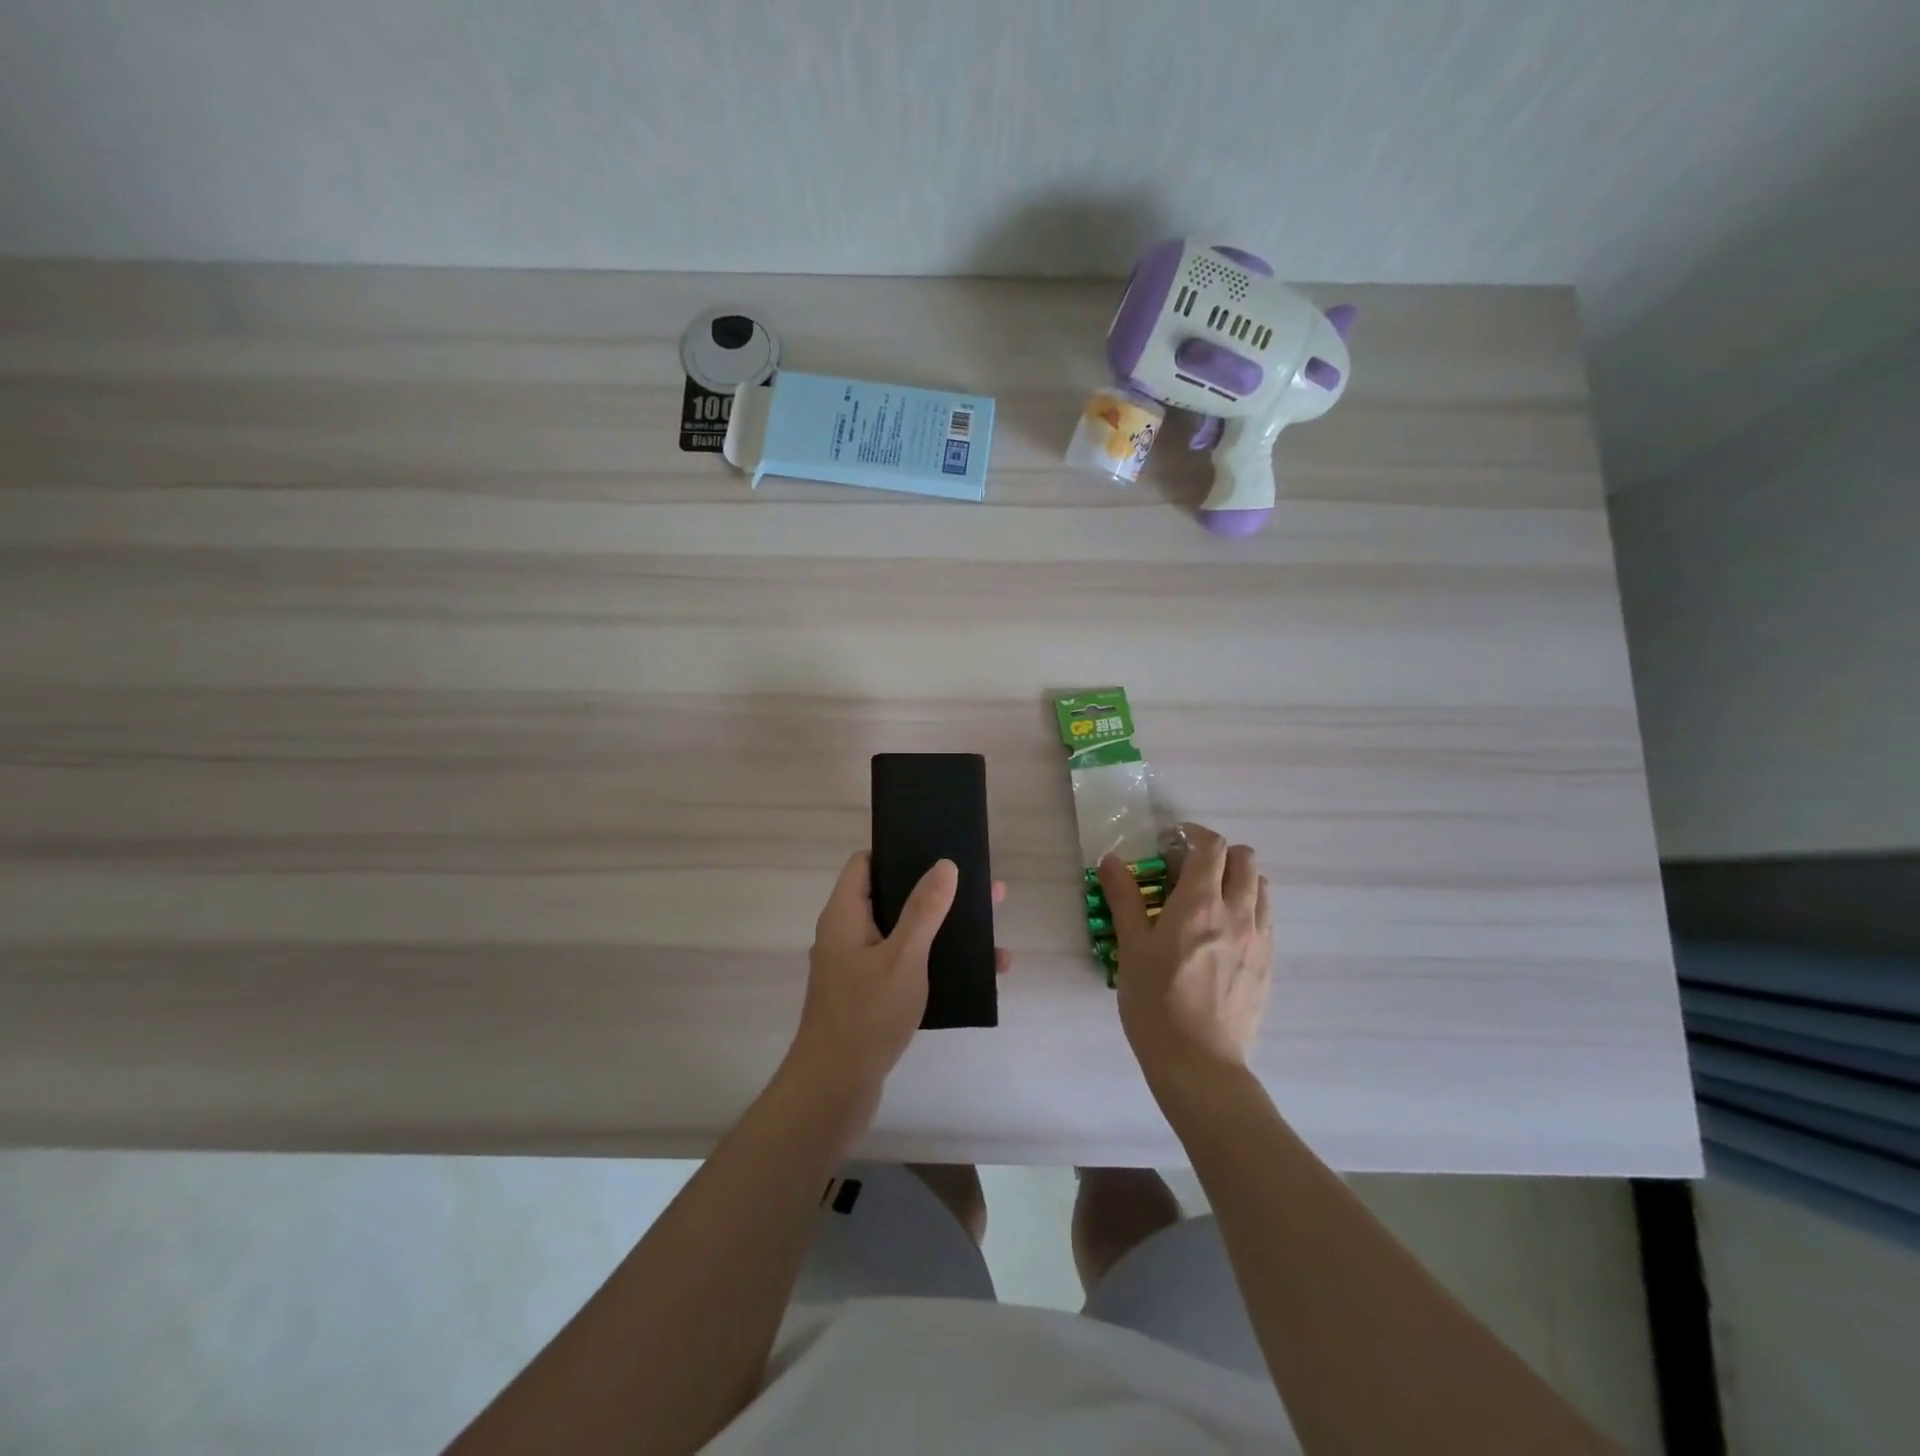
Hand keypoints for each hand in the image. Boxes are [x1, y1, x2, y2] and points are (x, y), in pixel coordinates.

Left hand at [788, 852, 1009, 1104]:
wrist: (835, 1088)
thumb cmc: (866, 1014)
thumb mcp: (903, 956)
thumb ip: (924, 910)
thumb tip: (945, 864)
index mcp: (845, 914)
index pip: (865, 863)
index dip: (898, 851)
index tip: (936, 849)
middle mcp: (848, 934)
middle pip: (893, 897)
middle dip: (937, 893)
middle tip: (982, 891)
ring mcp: (858, 966)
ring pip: (905, 934)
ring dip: (945, 931)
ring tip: (992, 931)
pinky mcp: (871, 994)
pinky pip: (907, 965)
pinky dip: (938, 963)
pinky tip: (981, 975)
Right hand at [1098, 824, 1272, 1083]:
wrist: (1200, 1064)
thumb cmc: (1156, 1004)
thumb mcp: (1131, 948)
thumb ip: (1124, 898)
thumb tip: (1112, 860)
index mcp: (1199, 904)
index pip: (1211, 846)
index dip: (1193, 835)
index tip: (1173, 842)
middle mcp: (1238, 913)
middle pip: (1245, 859)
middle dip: (1219, 853)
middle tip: (1190, 870)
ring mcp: (1259, 939)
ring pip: (1262, 887)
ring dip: (1238, 880)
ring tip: (1210, 900)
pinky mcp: (1268, 964)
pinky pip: (1266, 919)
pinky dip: (1249, 909)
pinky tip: (1223, 934)